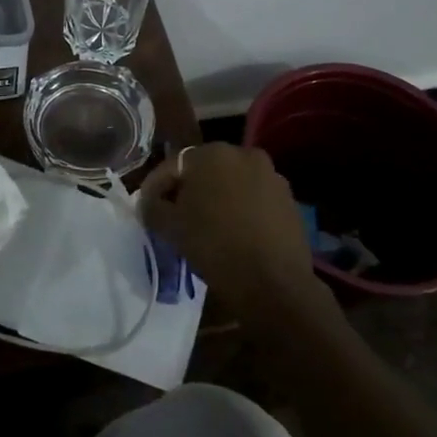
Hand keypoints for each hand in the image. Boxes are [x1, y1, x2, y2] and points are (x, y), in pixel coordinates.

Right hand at [139, 143, 316, 307]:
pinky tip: (234, 233)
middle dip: (188, 190)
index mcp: (212, 153)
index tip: (146, 208)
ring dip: (216, 199)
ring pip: (232, 184)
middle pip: (204, 171)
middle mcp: (244, 154)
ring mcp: (272, 176)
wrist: (273, 284)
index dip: (155, 187)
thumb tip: (150, 202)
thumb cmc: (214, 246)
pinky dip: (241, 210)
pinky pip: (254, 200)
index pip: (172, 166)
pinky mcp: (289, 201)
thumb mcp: (170, 227)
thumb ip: (152, 207)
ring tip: (206, 227)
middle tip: (175, 216)